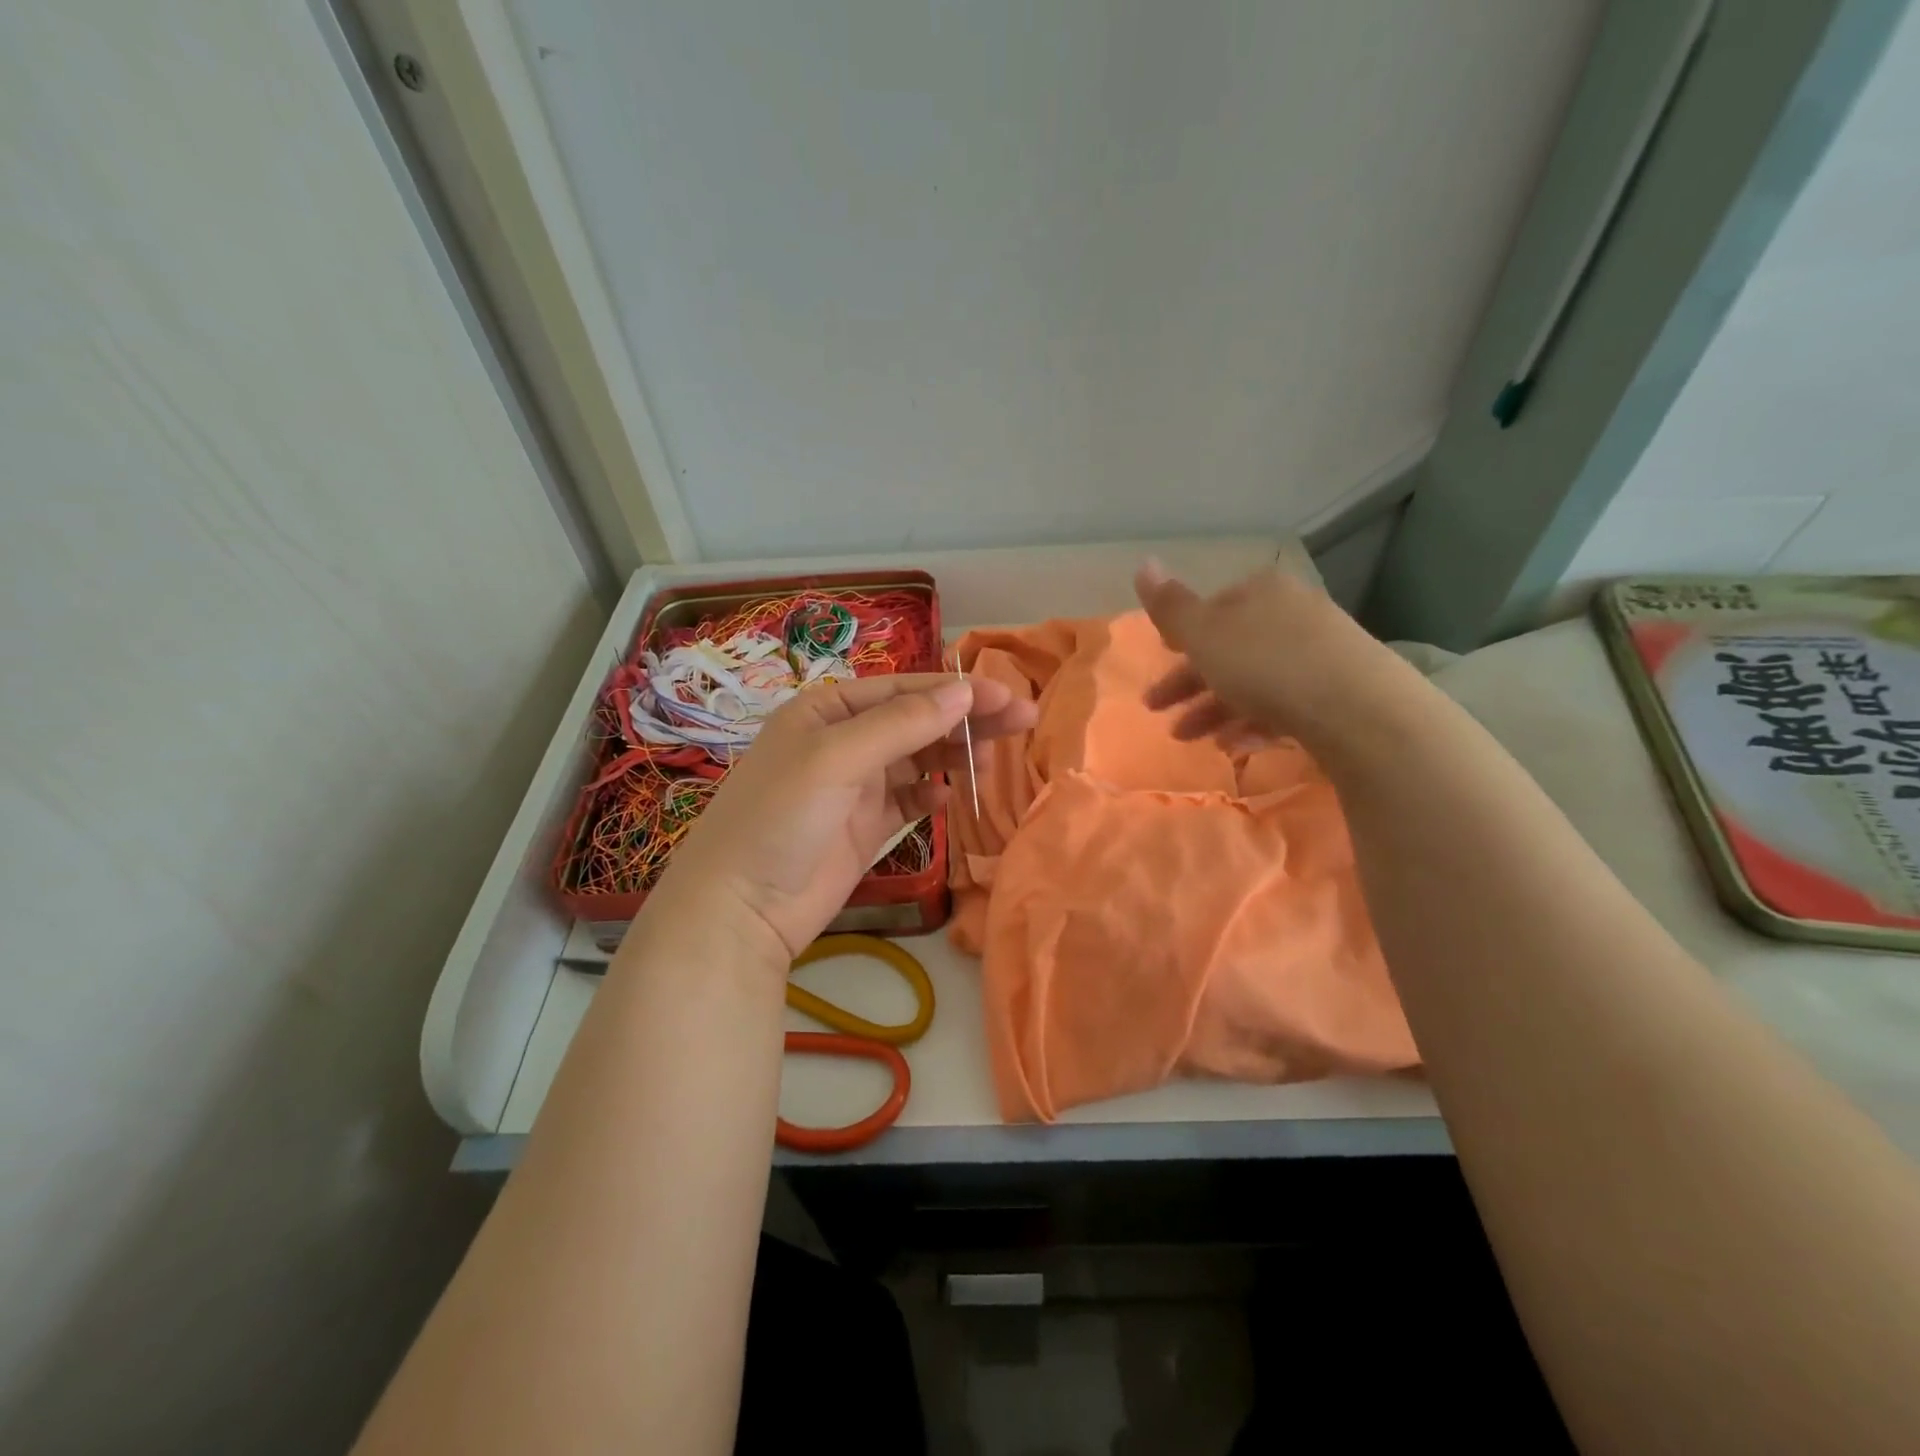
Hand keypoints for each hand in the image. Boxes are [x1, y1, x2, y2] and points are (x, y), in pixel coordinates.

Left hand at [643, 673, 1037, 962]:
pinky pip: (909, 801)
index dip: (956, 692)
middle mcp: (843, 742)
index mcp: (827, 711)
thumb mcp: (837, 759)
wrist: (741, 909)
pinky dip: (931, 796)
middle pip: (917, 722)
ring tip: (990, 761)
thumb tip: (965, 691)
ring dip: (954, 755)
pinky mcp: (866, 828)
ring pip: (918, 760)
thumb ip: (902, 725)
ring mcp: (856, 787)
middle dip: (967, 719)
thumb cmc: (780, 817)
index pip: (903, 691)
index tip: (1007, 698)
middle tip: (1023, 719)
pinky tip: (949, 799)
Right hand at [1133, 558, 1390, 749]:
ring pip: (1253, 681)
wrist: (1360, 711)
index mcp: (1260, 593)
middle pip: (1229, 648)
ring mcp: (1319, 654)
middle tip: (1157, 711)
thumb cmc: (1267, 665)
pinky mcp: (1338, 693)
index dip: (1181, 637)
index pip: (1212, 609)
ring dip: (1214, 710)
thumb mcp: (1205, 635)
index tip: (1160, 661)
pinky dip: (1252, 724)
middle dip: (1190, 682)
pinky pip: (1282, 706)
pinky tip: (1233, 749)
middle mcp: (1292, 615)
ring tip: (1189, 739)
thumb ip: (1170, 606)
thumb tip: (1143, 563)